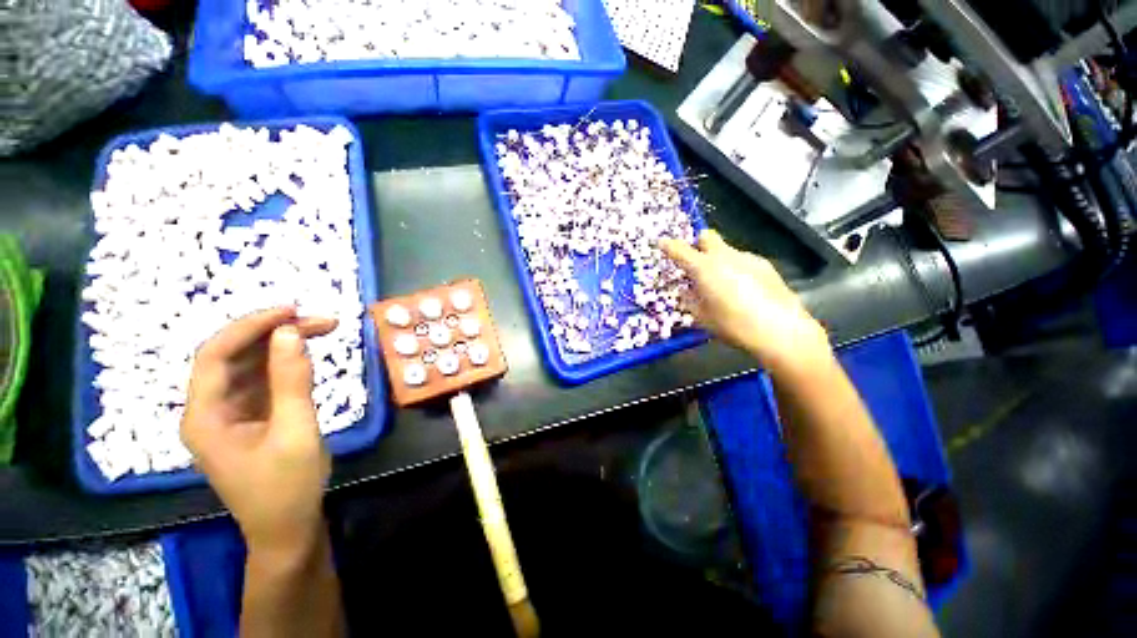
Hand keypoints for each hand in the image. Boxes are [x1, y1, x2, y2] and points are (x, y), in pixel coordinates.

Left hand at [182, 307, 336, 555]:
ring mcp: (229, 416)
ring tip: (321, 330)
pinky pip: (262, 382)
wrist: (288, 530)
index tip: (293, 311)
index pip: (215, 355)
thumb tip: (291, 333)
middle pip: (233, 356)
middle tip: (321, 321)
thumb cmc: (287, 488)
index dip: (250, 326)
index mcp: (205, 417)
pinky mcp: (250, 420)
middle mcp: (209, 411)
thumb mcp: (296, 432)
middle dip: (273, 333)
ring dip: (282, 345)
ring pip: (249, 366)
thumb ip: (292, 381)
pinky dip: (284, 364)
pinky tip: (307, 357)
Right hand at [660, 229, 829, 372]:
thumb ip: (690, 300)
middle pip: (707, 237)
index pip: (680, 250)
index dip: (668, 246)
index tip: (661, 242)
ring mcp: (747, 258)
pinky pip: (742, 261)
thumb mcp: (702, 317)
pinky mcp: (764, 265)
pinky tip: (744, 290)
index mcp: (704, 268)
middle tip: (696, 262)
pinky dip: (736, 269)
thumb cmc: (733, 325)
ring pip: (726, 250)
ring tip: (723, 285)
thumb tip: (687, 291)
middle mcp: (725, 256)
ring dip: (718, 260)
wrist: (780, 330)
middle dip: (697, 244)